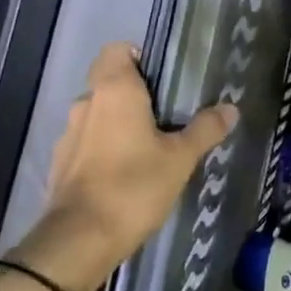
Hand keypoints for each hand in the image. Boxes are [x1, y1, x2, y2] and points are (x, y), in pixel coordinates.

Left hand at [13, 43, 235, 290]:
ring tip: (146, 147)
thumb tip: (230, 109)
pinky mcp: (59, 164)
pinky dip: (102, 149)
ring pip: (97, 114)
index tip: (162, 79)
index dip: (138, 57)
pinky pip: (86, 142)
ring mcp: (68, 134)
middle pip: (108, 82)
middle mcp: (86, 103)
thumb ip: (205, 129)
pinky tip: (123, 173)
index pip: (117, 50)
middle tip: (165, 115)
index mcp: (114, 90)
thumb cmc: (134, 186)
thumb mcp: (180, 158)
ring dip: (117, 123)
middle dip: (133, 93)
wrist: (79, 240)